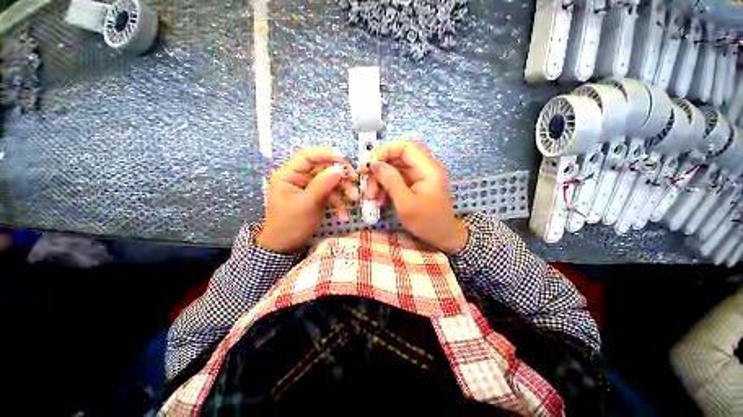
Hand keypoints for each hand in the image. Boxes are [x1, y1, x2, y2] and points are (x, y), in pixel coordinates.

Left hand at [257, 147, 358, 252]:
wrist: (286, 246)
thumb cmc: (289, 225)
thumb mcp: (306, 204)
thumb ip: (321, 185)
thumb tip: (338, 169)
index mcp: (289, 174)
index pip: (308, 156)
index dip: (326, 154)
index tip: (344, 159)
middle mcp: (300, 177)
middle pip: (323, 168)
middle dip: (340, 176)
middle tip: (355, 180)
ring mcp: (310, 187)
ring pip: (331, 182)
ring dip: (344, 190)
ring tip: (354, 200)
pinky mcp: (317, 197)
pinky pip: (331, 195)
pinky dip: (339, 204)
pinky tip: (343, 216)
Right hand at [360, 140, 467, 253]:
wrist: (442, 238)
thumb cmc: (427, 223)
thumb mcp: (406, 203)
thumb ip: (390, 181)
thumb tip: (374, 163)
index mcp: (428, 169)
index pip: (405, 147)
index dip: (385, 151)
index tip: (369, 165)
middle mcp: (424, 168)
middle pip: (397, 157)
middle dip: (379, 169)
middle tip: (366, 182)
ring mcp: (419, 176)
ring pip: (394, 169)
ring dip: (380, 180)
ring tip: (371, 197)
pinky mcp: (414, 185)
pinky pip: (396, 180)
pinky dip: (385, 187)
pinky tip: (379, 200)